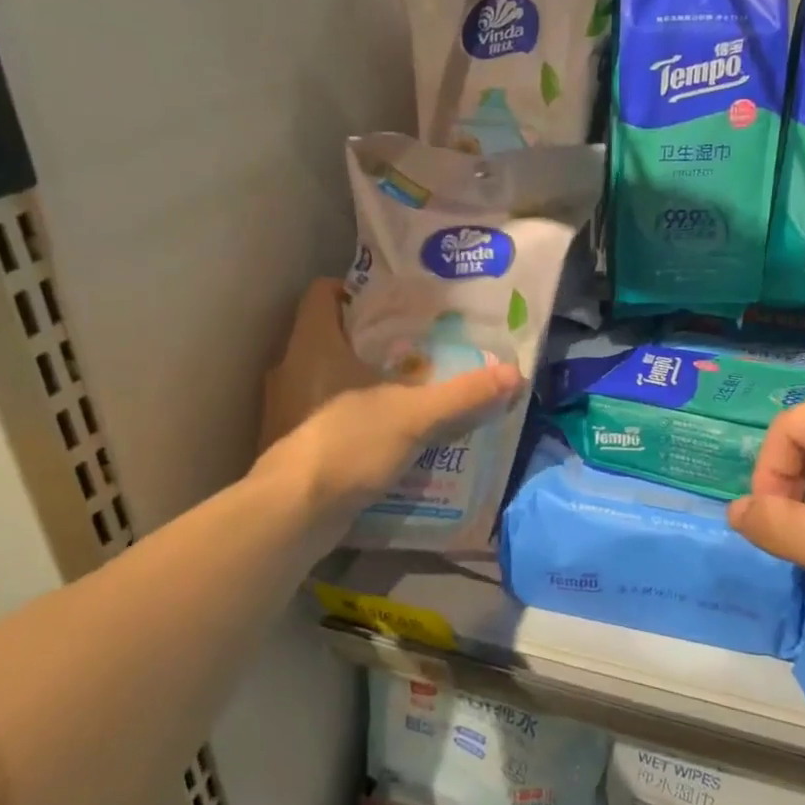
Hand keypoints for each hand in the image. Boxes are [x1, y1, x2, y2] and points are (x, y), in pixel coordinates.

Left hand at [257, 279, 520, 512]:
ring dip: (366, 382)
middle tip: (419, 345)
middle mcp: (293, 369)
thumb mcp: (416, 415)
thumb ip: (464, 395)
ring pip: (331, 378)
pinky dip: (357, 417)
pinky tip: (389, 432)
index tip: (396, 302)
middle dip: (374, 340)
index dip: (356, 290)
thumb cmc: (349, 443)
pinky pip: (330, 415)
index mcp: (314, 343)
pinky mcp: (294, 444)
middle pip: (333, 336)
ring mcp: (289, 409)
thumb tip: (515, 375)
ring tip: (411, 388)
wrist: (293, 515)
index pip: (324, 293)